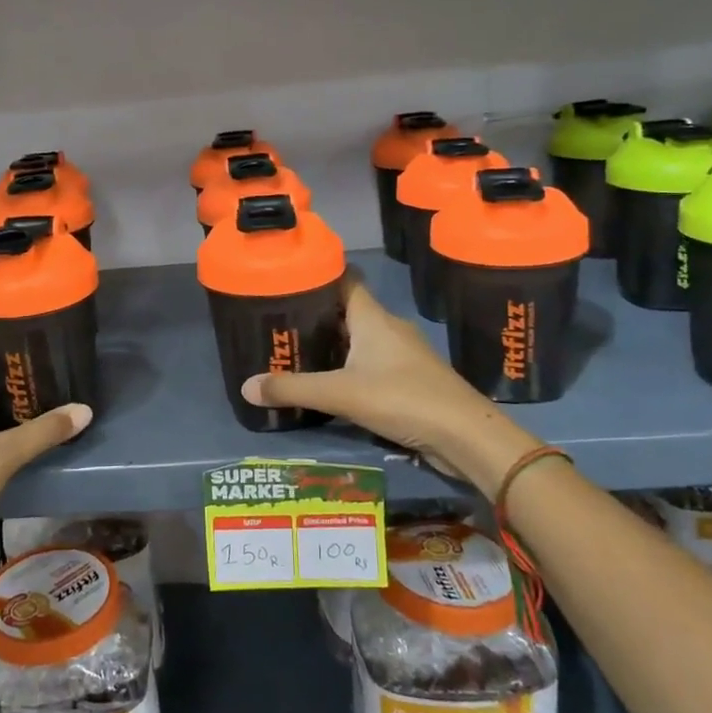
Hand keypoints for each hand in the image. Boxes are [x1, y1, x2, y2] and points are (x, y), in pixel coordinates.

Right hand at [242, 281, 535, 489]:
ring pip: (360, 340)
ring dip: (333, 345)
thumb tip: (245, 386)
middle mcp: (389, 328)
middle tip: (281, 325)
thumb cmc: (403, 399)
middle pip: (347, 311)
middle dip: (316, 316)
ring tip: (298, 354)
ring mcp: (403, 355)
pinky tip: (332, 385)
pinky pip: (372, 364)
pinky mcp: (411, 380)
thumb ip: (293, 389)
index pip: (345, 280)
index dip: (318, 275)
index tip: (288, 280)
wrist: (466, 436)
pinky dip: (350, 368)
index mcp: (373, 318)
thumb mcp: (341, 394)